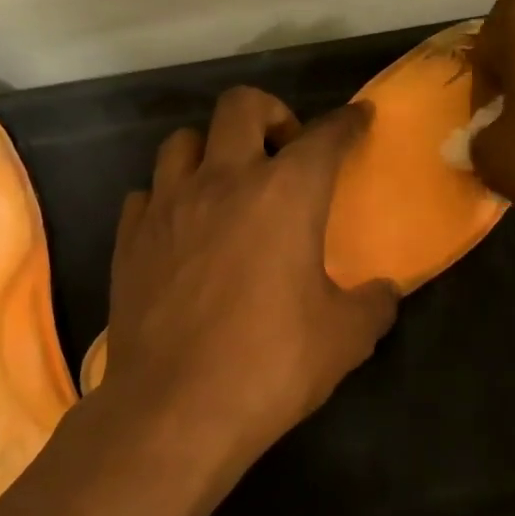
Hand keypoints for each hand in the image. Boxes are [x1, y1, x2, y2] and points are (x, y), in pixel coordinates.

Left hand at [101, 87, 399, 468]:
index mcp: (286, 194)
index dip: (348, 122)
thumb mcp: (346, 338)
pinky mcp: (130, 239)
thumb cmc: (271, 364)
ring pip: (183, 141)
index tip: (358, 119)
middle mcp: (224, 181)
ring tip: (228, 184)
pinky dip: (170, 197)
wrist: (175, 410)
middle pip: (241, 105)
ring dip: (213, 149)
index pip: (325, 136)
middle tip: (284, 151)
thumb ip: (373, 304)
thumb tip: (384, 292)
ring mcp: (169, 206)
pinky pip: (148, 193)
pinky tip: (183, 228)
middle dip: (271, 113)